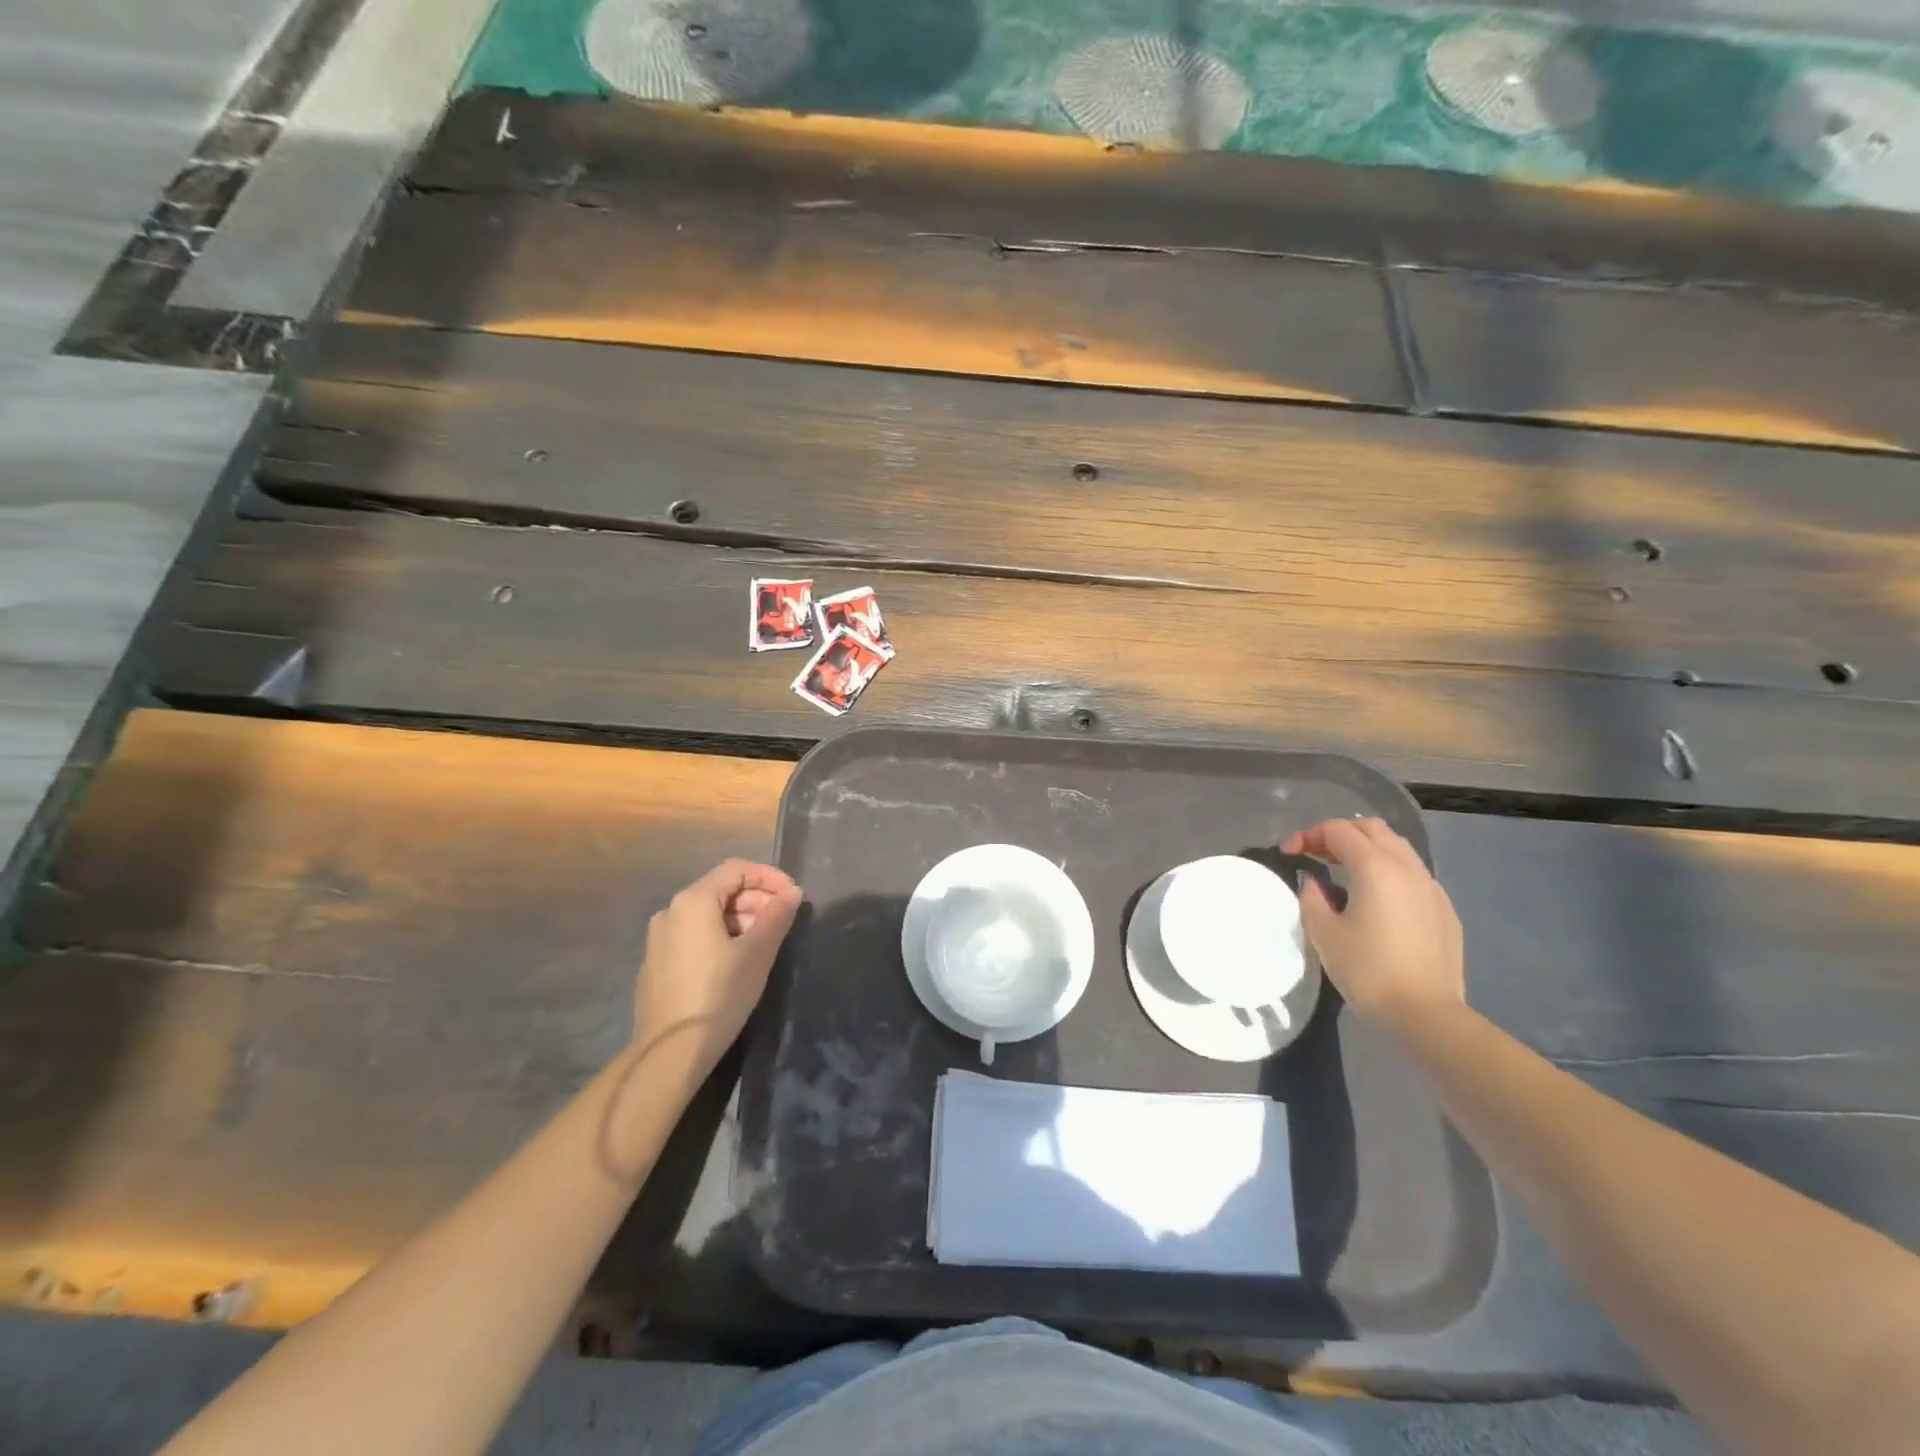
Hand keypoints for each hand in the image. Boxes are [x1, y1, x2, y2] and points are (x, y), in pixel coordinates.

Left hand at [634, 859, 802, 1078]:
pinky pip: (695, 935)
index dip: (769, 877)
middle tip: (784, 923)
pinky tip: (738, 961)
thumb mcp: (758, 953)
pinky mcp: (657, 962)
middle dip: (757, 900)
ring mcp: (660, 938)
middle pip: (722, 890)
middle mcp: (671, 911)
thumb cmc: (719, 995)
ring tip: (766, 943)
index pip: (737, 869)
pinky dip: (721, 936)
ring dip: (742, 919)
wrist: (670, 1052)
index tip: (794, 897)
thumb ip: (777, 916)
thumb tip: (792, 893)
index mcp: (693, 900)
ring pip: (709, 914)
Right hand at [1282, 818, 1463, 1027]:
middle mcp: (1407, 867)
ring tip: (1344, 873)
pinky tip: (1377, 900)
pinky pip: (1413, 875)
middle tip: (1317, 855)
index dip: (1309, 835)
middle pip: (1372, 829)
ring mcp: (1431, 888)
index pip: (1338, 830)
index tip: (1290, 854)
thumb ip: (1312, 897)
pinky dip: (1389, 872)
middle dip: (1340, 834)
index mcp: (1375, 867)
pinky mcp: (1445, 910)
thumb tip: (1314, 881)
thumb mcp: (1323, 933)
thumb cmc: (1367, 970)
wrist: (1426, 1014)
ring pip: (1397, 849)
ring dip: (1367, 850)